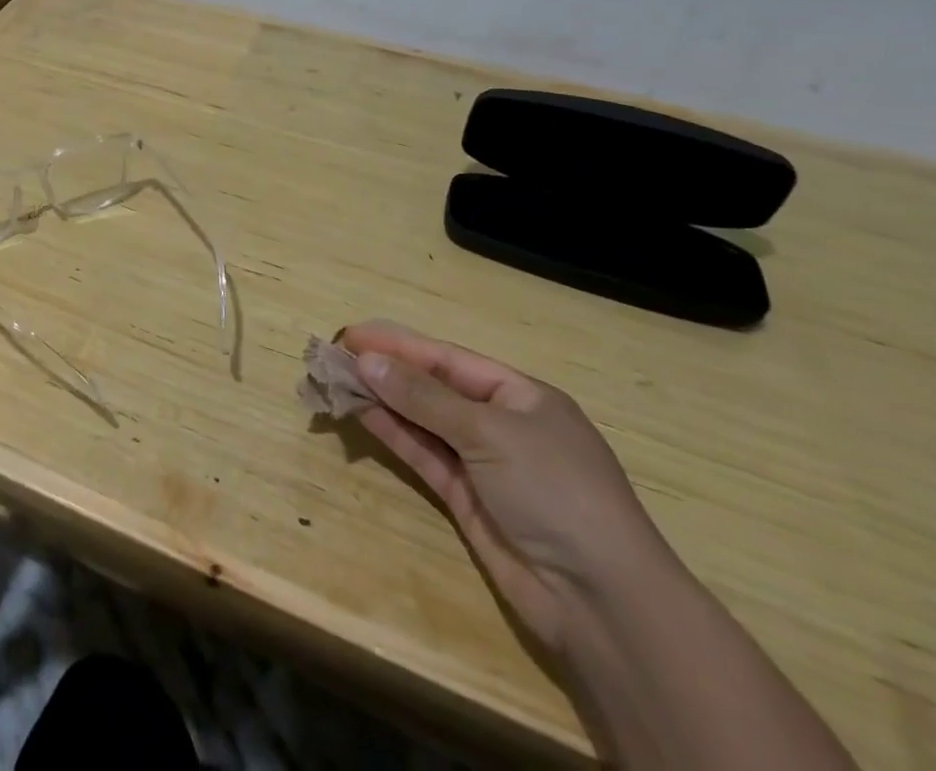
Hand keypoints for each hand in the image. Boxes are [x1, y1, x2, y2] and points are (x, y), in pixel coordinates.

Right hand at [341, 319, 678, 654]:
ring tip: (336, 380)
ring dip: (382, 399)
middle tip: (334, 355)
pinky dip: (392, 433)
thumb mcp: (489, 432)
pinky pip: (423, 454)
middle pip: (432, 387)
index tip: (352, 334)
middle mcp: (501, 423)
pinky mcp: (467, 499)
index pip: (448, 358)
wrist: (601, 601)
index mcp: (521, 395)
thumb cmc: (556, 491)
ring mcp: (484, 463)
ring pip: (422, 420)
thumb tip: (366, 360)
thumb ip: (424, 396)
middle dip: (386, 370)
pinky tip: (361, 413)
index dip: (399, 344)